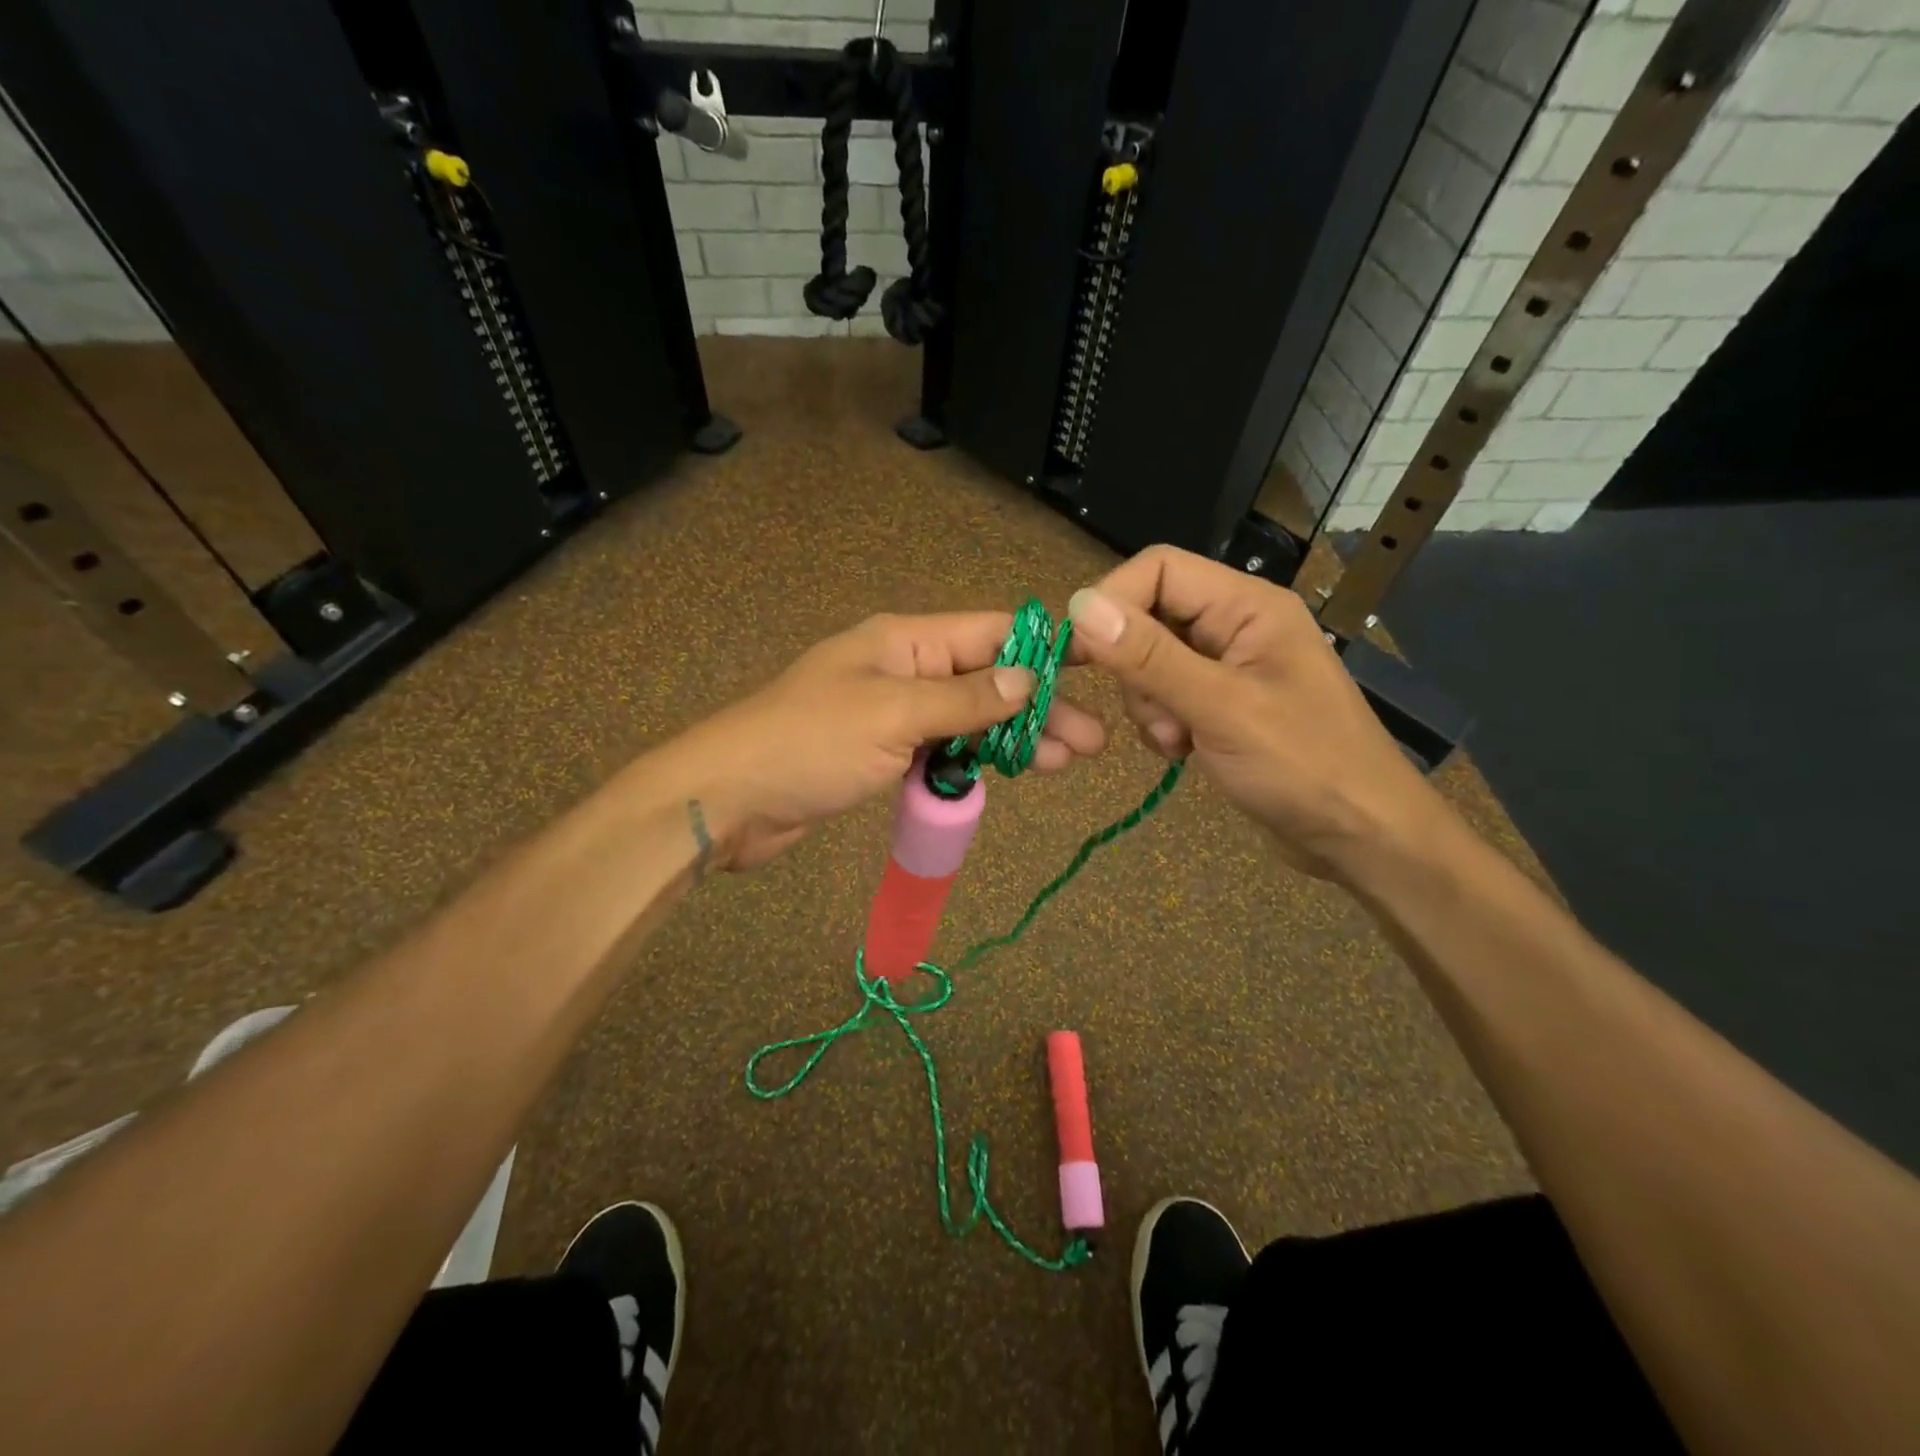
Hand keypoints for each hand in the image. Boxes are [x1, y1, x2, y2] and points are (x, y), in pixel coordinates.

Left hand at [657, 612, 1106, 871]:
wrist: (729, 798)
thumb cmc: (809, 743)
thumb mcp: (893, 714)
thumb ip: (963, 699)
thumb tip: (1028, 680)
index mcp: (904, 641)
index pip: (989, 633)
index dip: (1043, 649)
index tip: (1096, 666)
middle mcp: (903, 669)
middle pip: (985, 680)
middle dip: (1038, 707)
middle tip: (1091, 739)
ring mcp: (893, 714)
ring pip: (968, 719)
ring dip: (1014, 737)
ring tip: (1067, 760)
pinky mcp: (882, 754)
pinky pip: (941, 750)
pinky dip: (975, 761)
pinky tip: (1010, 774)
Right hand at [1065, 546, 1449, 881]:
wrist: (1360, 837)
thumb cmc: (1304, 766)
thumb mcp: (1221, 709)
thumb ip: (1149, 657)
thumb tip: (1080, 606)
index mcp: (1247, 606)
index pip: (1158, 570)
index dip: (1112, 601)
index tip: (1078, 652)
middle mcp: (1235, 626)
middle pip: (1149, 616)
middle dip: (1133, 667)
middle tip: (1152, 713)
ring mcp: (1227, 668)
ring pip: (1149, 662)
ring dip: (1147, 703)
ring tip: (1177, 741)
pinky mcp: (1220, 705)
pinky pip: (1165, 696)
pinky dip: (1160, 724)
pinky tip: (1184, 752)